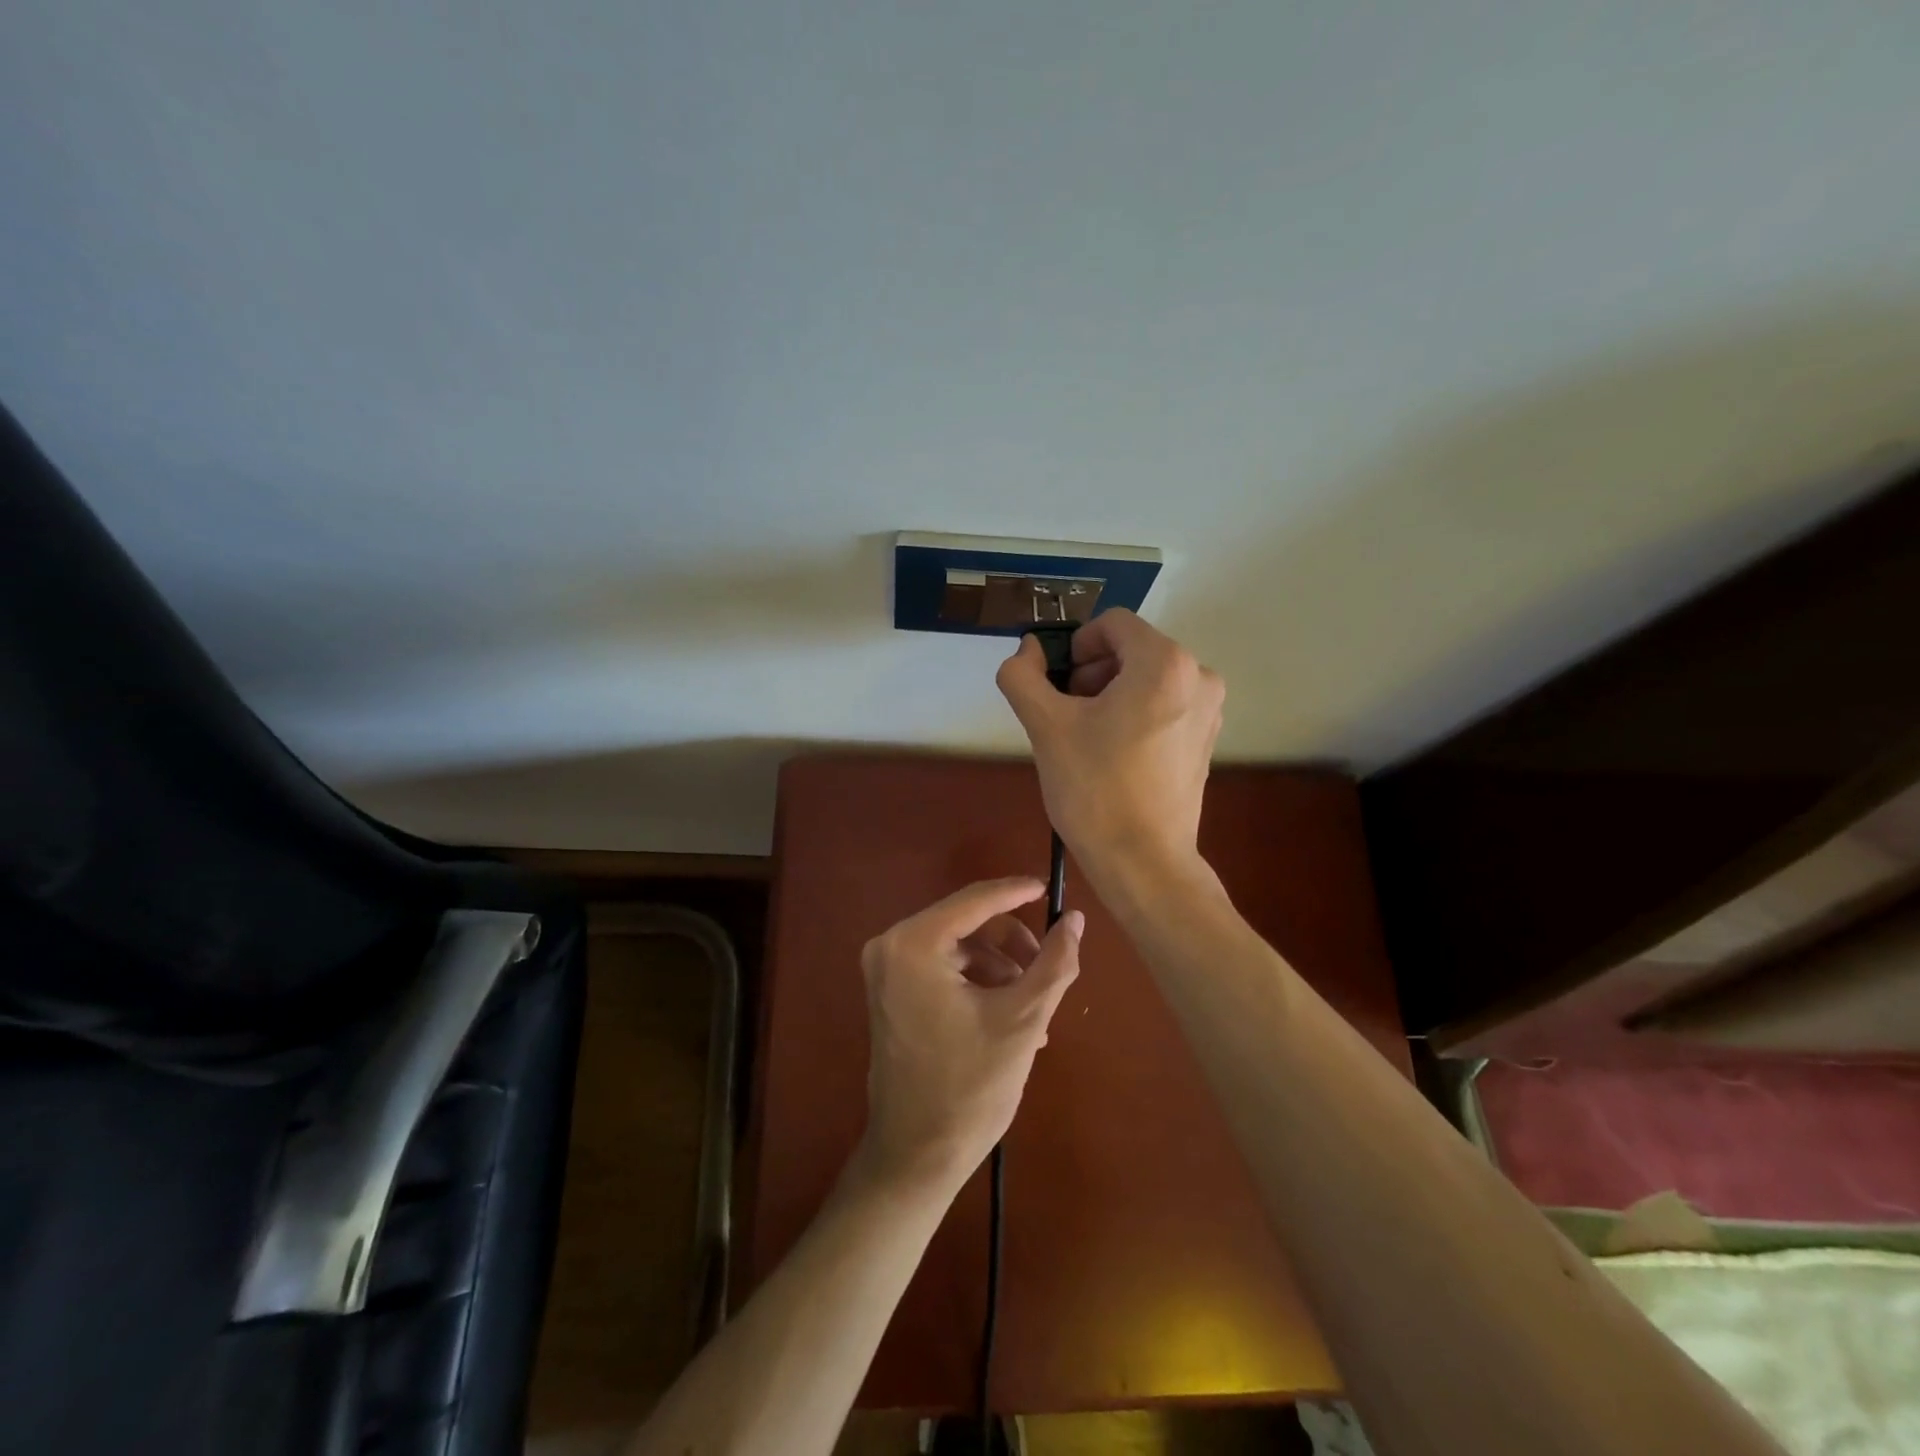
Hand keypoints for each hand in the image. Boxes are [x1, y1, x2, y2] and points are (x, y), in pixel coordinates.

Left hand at [858, 878, 1082, 1191]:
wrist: (916, 1156)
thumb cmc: (970, 1087)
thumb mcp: (1023, 1019)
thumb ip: (1055, 962)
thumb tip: (1076, 919)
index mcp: (914, 944)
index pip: (976, 900)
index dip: (1017, 892)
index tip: (1051, 890)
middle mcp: (890, 946)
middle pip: (967, 923)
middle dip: (1012, 946)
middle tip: (1047, 972)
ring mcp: (885, 970)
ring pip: (959, 946)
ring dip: (1000, 969)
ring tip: (1034, 1010)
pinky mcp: (889, 991)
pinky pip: (942, 968)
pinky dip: (978, 983)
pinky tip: (1010, 1019)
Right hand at [995, 608, 1224, 881]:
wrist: (1143, 862)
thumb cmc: (1094, 789)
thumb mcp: (1045, 726)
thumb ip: (1023, 675)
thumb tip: (1028, 649)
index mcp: (1165, 663)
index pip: (1111, 624)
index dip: (1075, 646)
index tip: (1057, 686)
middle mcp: (1199, 676)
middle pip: (1131, 650)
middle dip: (1092, 673)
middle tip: (1066, 715)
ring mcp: (1210, 710)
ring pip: (1147, 678)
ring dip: (1111, 694)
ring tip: (1087, 738)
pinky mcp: (1207, 739)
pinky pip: (1164, 705)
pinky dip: (1135, 714)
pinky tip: (1114, 755)